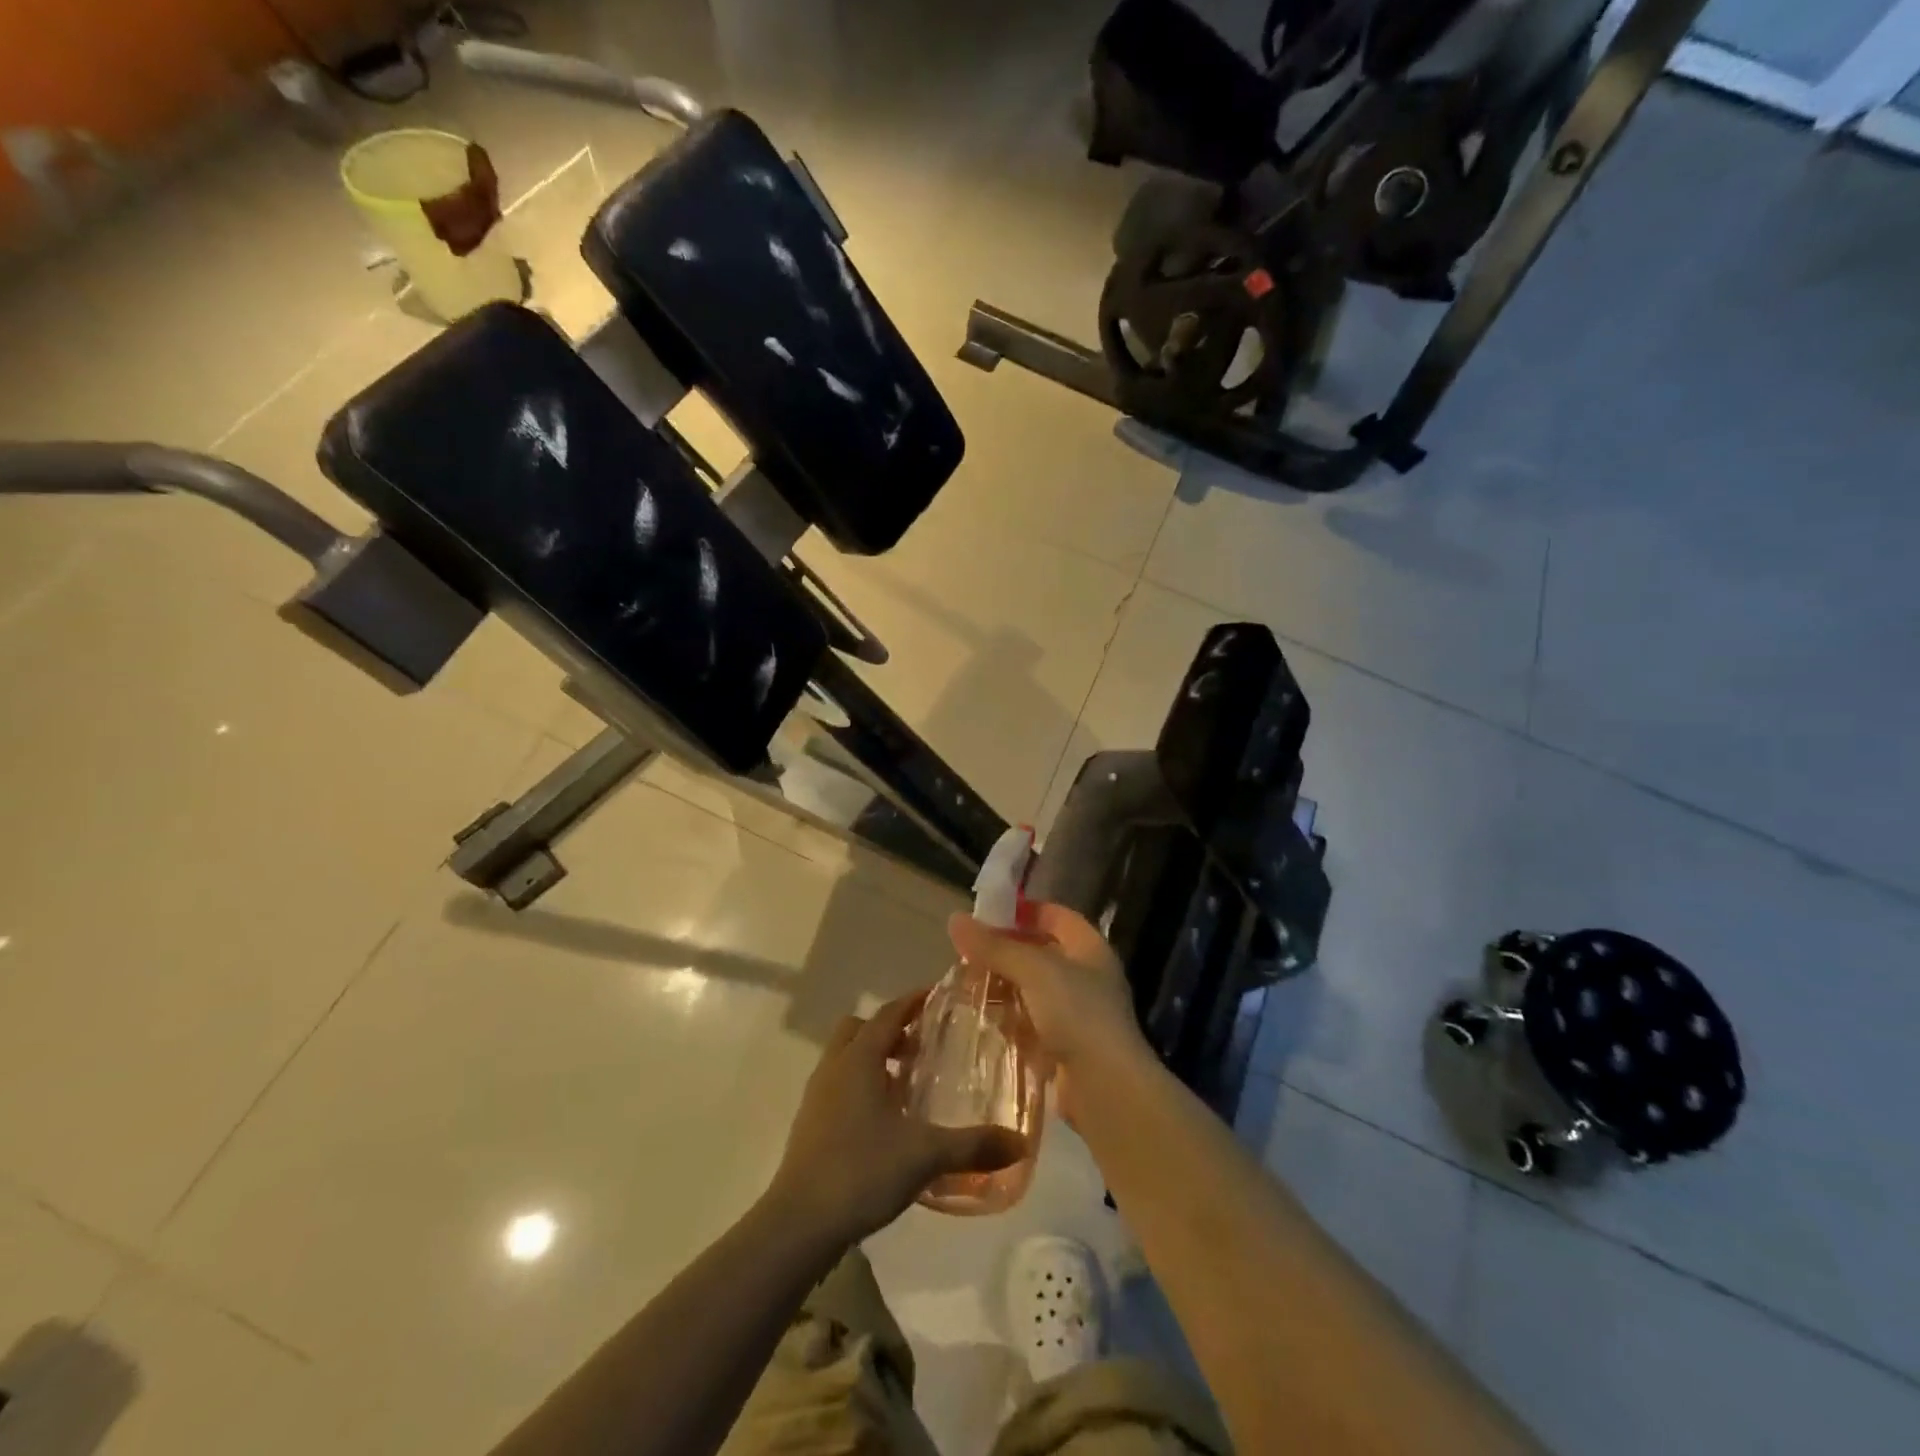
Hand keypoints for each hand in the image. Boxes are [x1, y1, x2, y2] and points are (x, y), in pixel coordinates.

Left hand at [768, 991, 1025, 1247]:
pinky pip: (838, 1086)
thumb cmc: (861, 1171)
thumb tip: (1020, 1143)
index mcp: (859, 1059)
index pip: (888, 1013)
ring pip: (845, 1057)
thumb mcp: (925, 1155)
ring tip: (907, 1082)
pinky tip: (885, 1120)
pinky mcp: (810, 1124)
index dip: (912, 1001)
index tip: (937, 996)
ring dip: (873, 1059)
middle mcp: (835, 1067)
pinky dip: (861, 1087)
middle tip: (921, 1044)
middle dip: (889, 1029)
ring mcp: (817, 1096)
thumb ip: (973, 1146)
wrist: (799, 1224)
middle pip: (859, 1028)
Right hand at [947, 904, 1148, 1124]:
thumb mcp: (1033, 970)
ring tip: (967, 988)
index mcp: (1089, 948)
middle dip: (1004, 953)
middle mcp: (1086, 977)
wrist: (1106, 1087)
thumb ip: (994, 946)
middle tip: (967, 955)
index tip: (987, 915)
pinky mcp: (1064, 1047)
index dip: (1024, 912)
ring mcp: (1076, 1014)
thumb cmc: (1076, 1012)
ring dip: (1002, 987)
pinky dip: (1009, 1019)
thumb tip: (954, 919)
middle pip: (1039, 954)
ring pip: (1031, 991)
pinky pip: (1031, 1024)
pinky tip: (984, 1020)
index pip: (1056, 916)